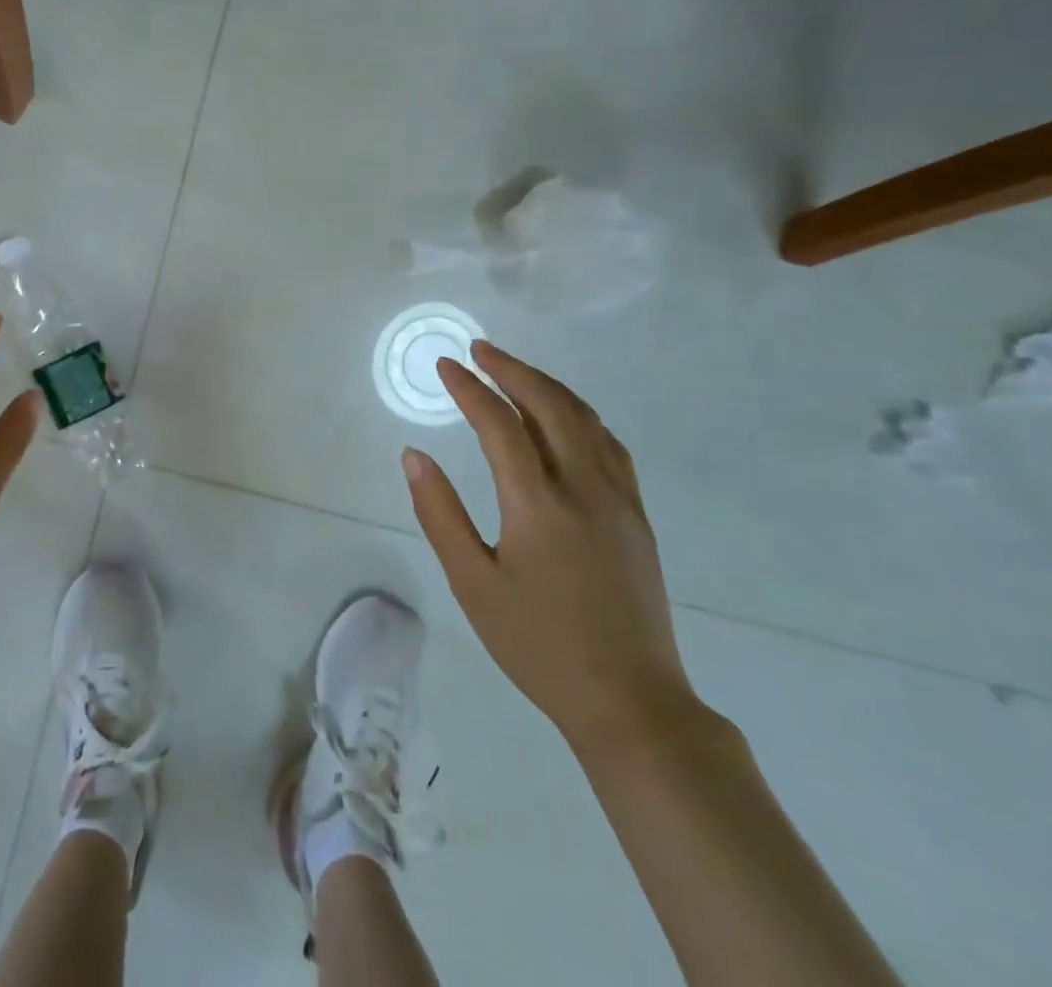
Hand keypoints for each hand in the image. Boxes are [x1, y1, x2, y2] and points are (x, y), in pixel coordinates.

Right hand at [403, 339, 696, 746]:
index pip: (500, 425)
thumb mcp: (472, 584)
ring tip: (513, 371)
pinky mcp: (637, 516)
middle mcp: (584, 488)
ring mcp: (619, 500)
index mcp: (539, 505)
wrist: (630, 701)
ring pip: (585, 419)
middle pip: (550, 405)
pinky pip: (609, 444)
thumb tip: (414, 455)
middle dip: (512, 370)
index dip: (470, 389)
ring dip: (547, 386)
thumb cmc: (538, 645)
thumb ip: (440, 514)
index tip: (445, 365)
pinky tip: (563, 417)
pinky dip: (579, 414)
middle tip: (479, 350)